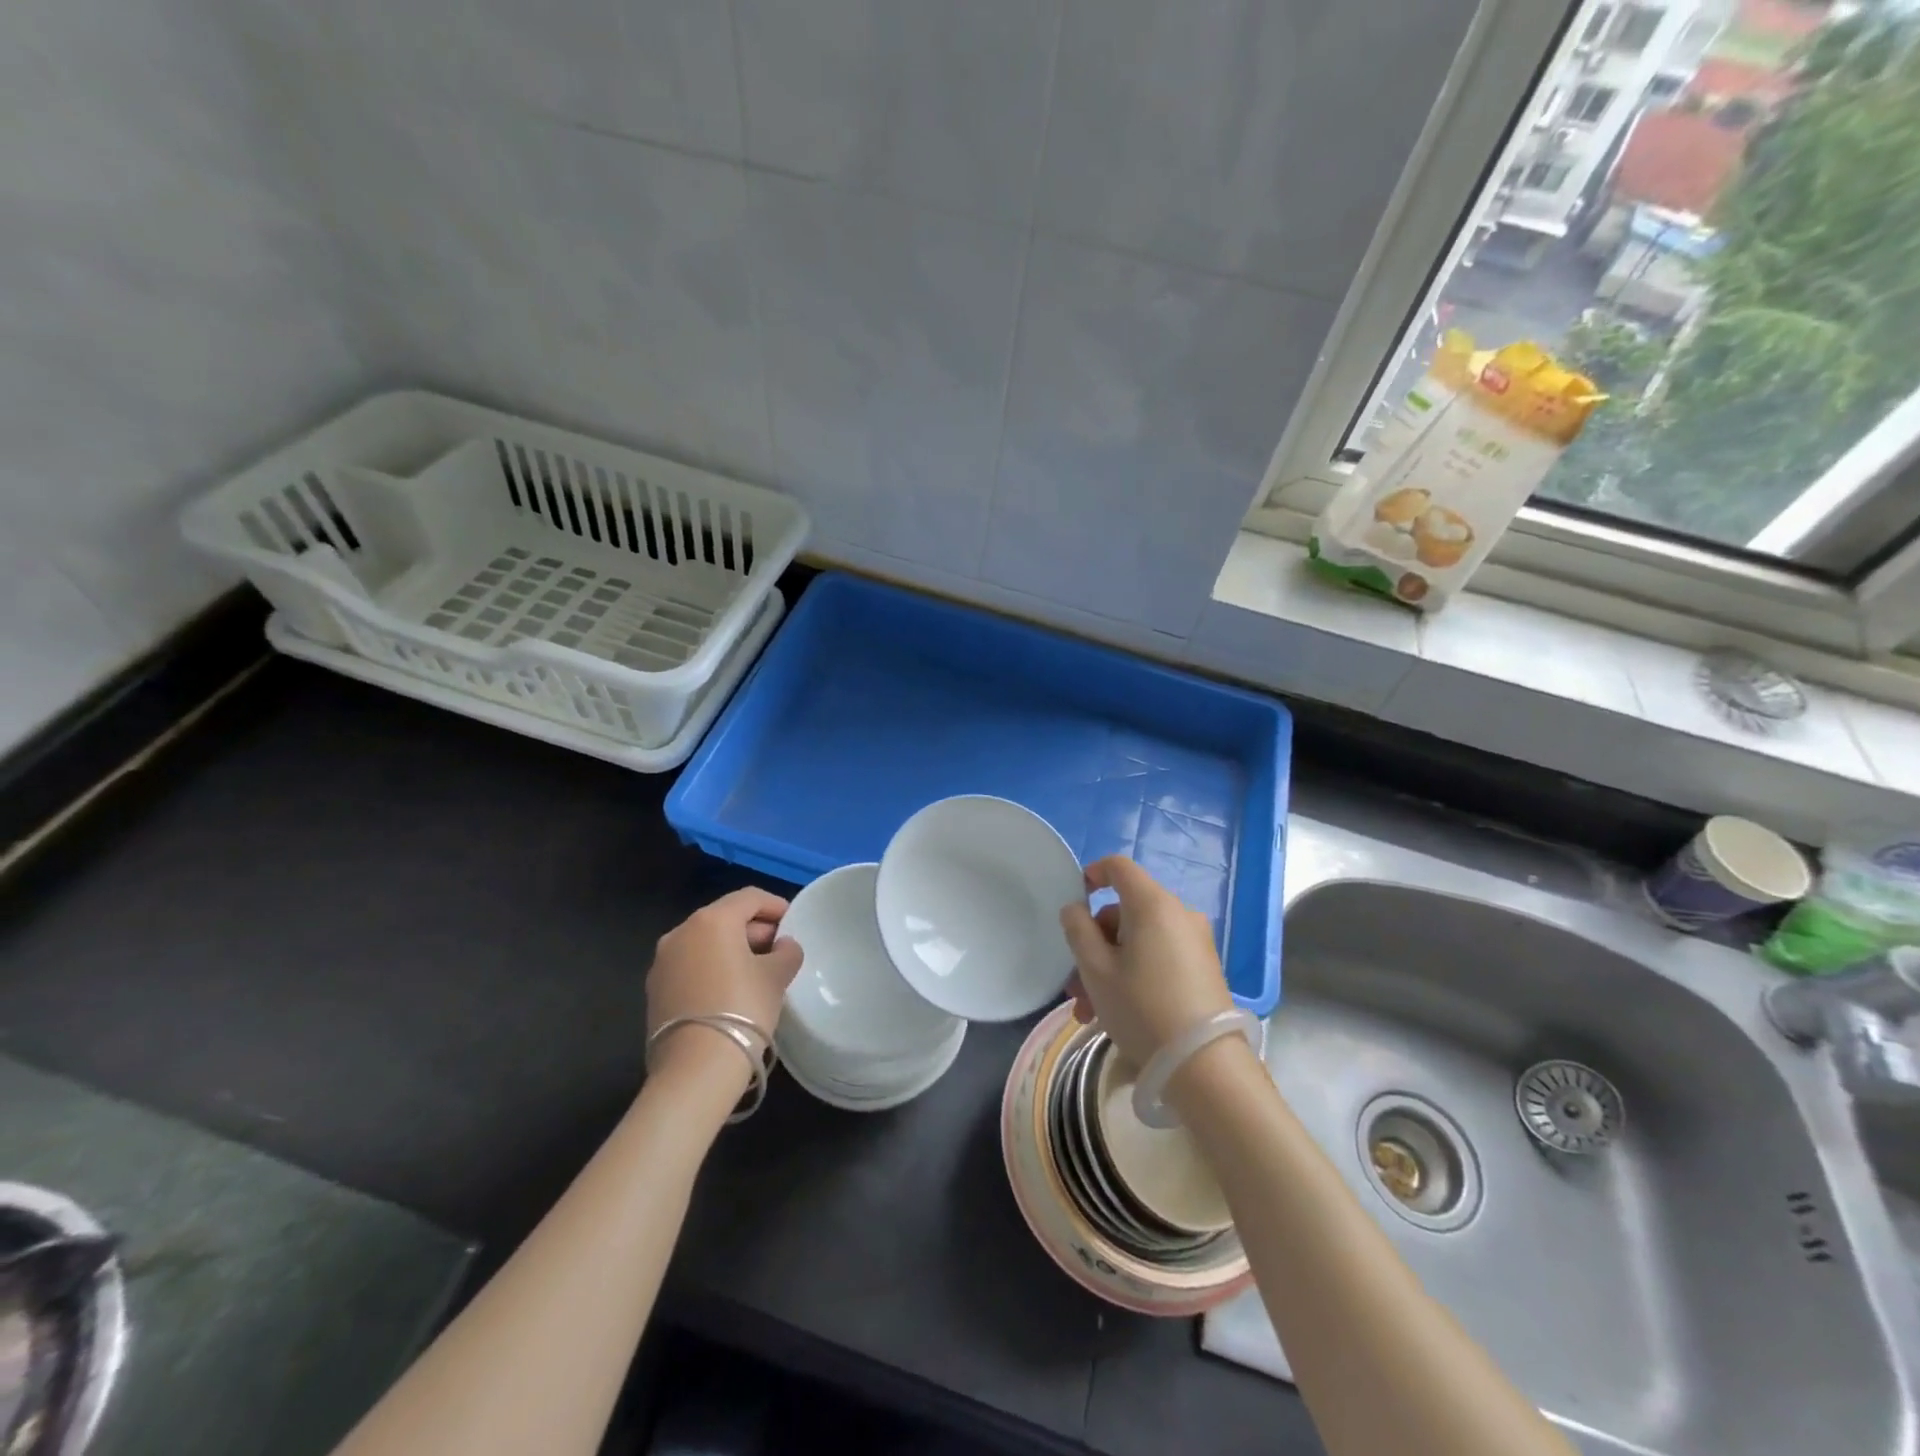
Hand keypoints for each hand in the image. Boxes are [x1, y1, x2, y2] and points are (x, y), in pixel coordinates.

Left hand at [647, 888, 802, 1081]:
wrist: (695, 1069)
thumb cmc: (742, 1008)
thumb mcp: (776, 977)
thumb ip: (786, 952)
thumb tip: (783, 945)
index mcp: (712, 920)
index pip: (749, 898)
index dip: (775, 905)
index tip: (792, 922)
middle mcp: (681, 932)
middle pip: (724, 918)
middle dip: (753, 930)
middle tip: (778, 950)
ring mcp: (662, 962)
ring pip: (705, 943)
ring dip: (731, 950)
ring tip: (756, 973)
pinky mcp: (655, 991)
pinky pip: (690, 966)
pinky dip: (712, 969)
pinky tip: (730, 992)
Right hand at [1059, 856, 1231, 1070]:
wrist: (1205, 1065)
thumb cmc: (1142, 1008)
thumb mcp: (1096, 970)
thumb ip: (1078, 930)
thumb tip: (1075, 909)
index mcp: (1152, 904)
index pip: (1119, 867)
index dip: (1092, 875)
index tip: (1074, 900)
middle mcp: (1179, 914)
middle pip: (1125, 912)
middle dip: (1094, 944)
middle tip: (1075, 985)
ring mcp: (1195, 942)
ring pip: (1139, 940)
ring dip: (1109, 967)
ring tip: (1089, 1012)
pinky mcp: (1203, 968)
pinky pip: (1159, 956)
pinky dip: (1134, 974)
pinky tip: (1117, 1014)